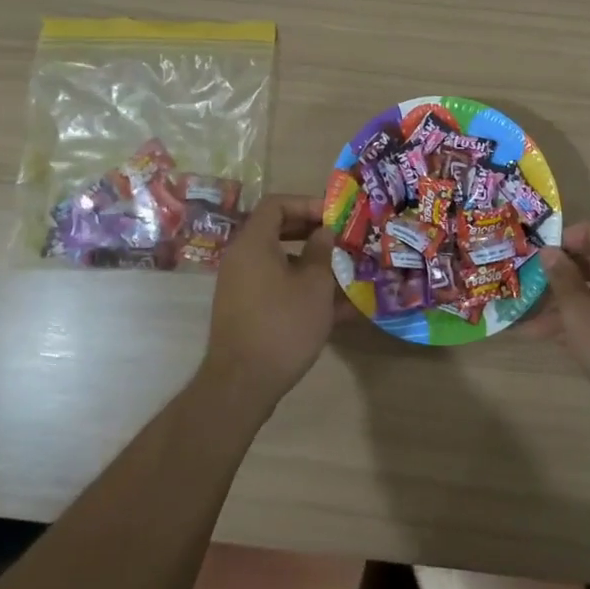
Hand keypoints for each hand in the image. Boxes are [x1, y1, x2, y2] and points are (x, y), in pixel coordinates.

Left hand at [201, 195, 338, 411]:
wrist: (242, 385)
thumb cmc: (282, 325)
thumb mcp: (314, 285)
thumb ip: (321, 251)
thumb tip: (324, 232)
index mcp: (253, 243)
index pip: (276, 204)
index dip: (307, 203)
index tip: (334, 217)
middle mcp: (242, 259)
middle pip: (278, 231)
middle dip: (313, 234)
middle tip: (342, 239)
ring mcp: (242, 287)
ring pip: (281, 263)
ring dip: (313, 265)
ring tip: (347, 274)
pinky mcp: (247, 312)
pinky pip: (277, 288)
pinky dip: (303, 291)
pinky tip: (339, 310)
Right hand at [540, 219, 589, 413]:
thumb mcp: (579, 311)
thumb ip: (561, 278)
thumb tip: (550, 252)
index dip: (567, 237)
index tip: (545, 259)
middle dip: (560, 278)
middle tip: (532, 292)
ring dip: (567, 307)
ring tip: (531, 329)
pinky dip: (585, 322)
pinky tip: (559, 342)